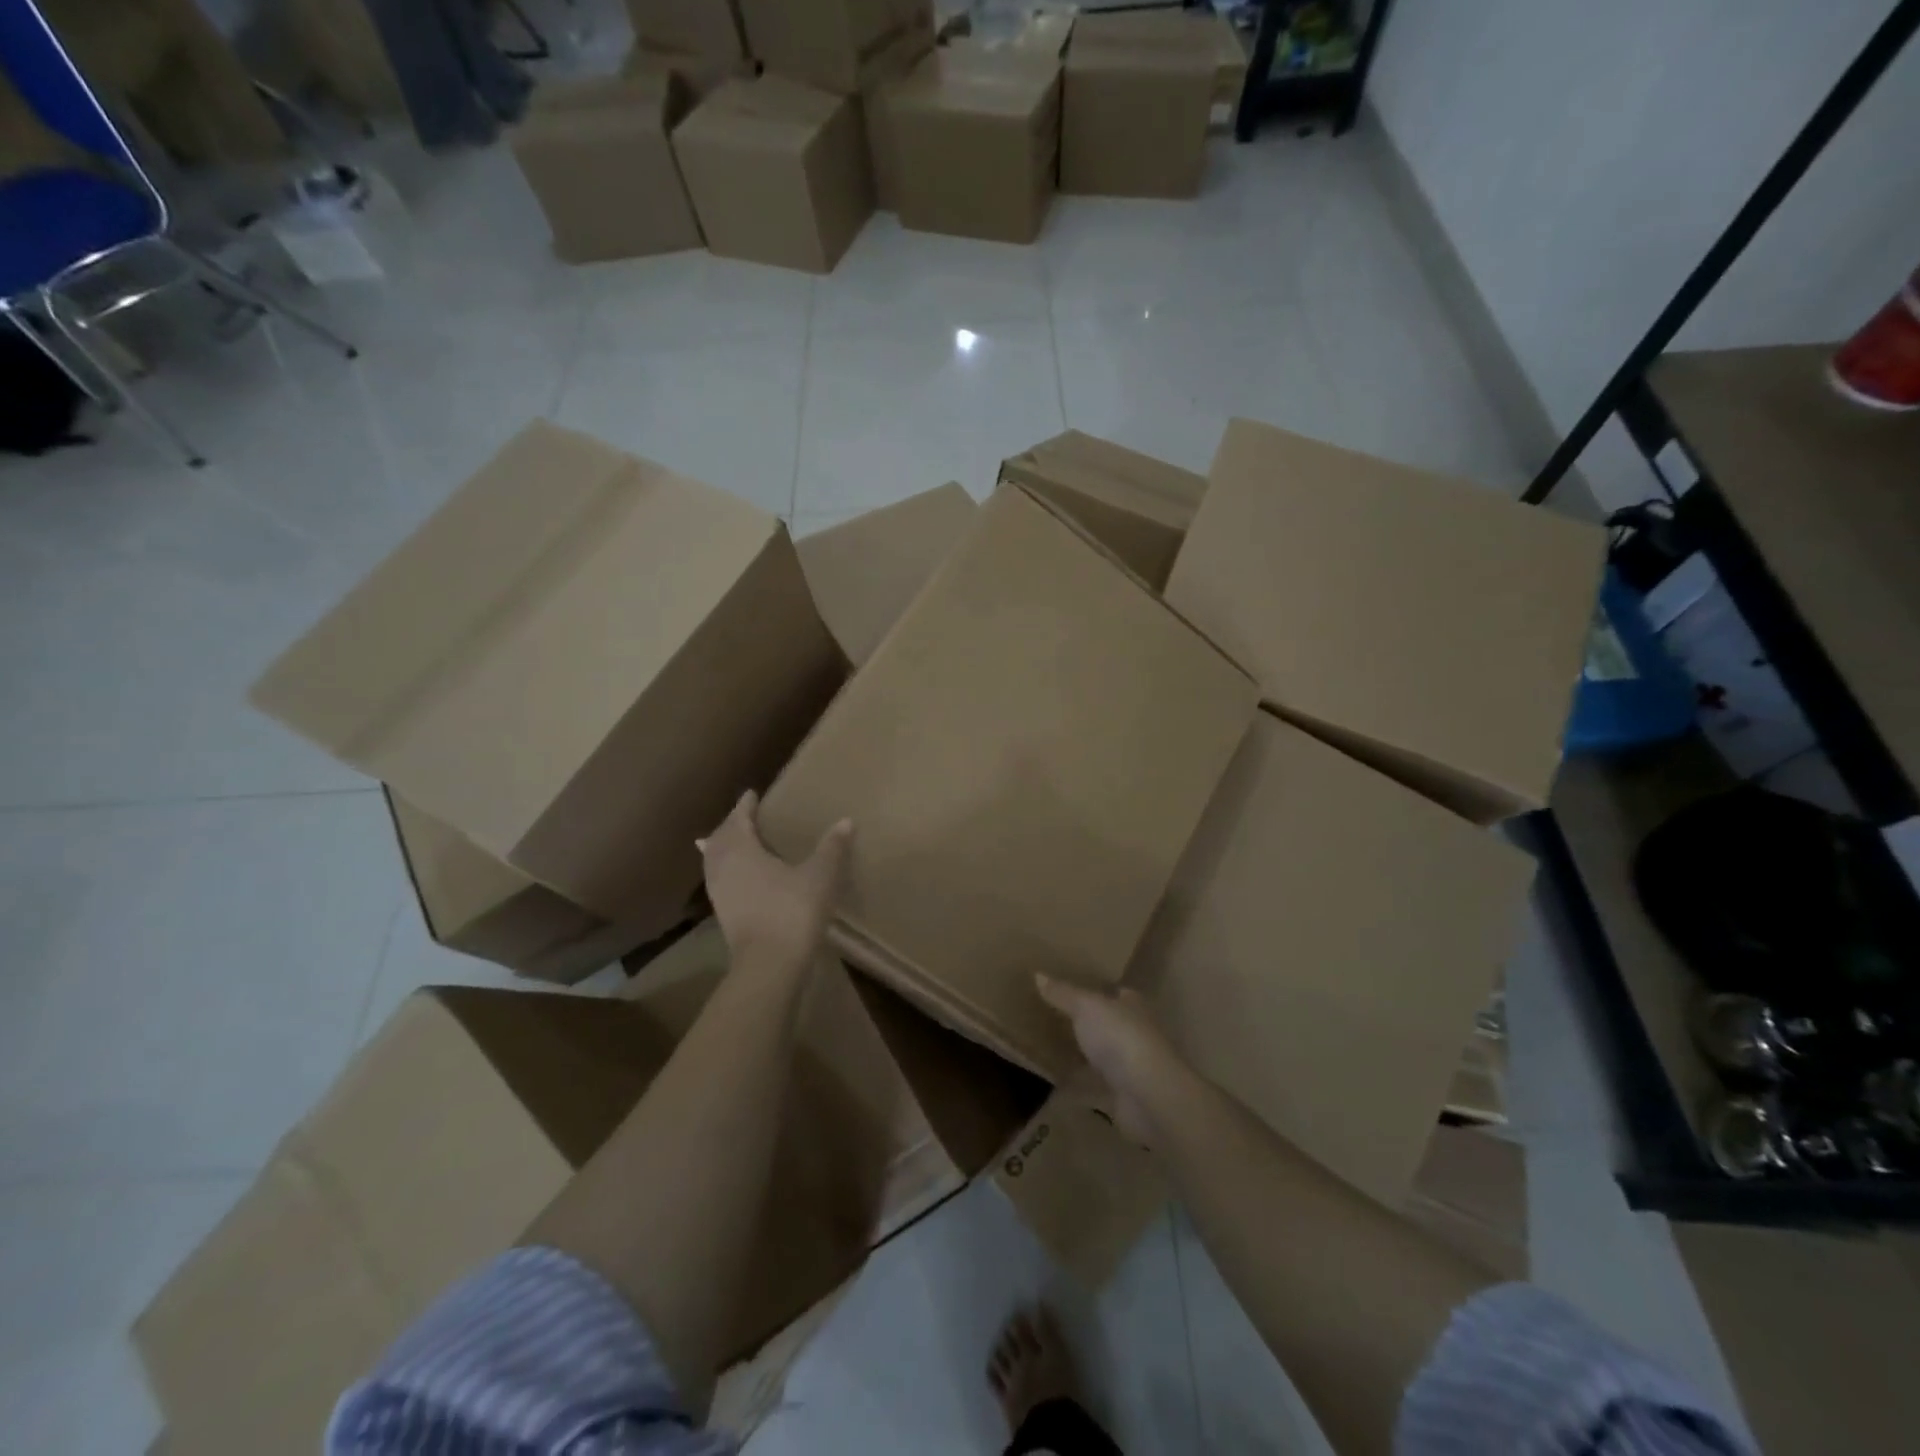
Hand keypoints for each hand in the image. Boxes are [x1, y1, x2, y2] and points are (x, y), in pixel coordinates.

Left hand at [698, 791, 851, 967]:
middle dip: (732, 824)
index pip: (738, 818)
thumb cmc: (792, 911)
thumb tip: (846, 821)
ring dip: (725, 847)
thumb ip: (832, 847)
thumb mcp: (820, 875)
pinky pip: (720, 879)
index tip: (752, 794)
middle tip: (747, 815)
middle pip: (720, 838)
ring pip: (715, 860)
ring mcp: (719, 893)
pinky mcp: (723, 914)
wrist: (769, 965)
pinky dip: (727, 869)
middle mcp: (723, 866)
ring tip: (738, 841)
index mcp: (741, 849)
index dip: (745, 805)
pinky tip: (740, 876)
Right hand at [1035, 976, 1182, 1144]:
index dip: (1101, 992)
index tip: (1076, 992)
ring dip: (1085, 1057)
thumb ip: (1063, 993)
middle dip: (1090, 1025)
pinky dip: (1080, 1087)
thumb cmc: (1119, 1037)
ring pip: (1103, 1057)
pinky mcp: (1124, 1096)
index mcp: (1133, 1007)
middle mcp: (1136, 1034)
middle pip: (1110, 1026)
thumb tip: (1038, 975)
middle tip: (1056, 1020)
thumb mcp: (1086, 1007)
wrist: (1147, 1094)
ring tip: (1051, 1050)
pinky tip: (1057, 1084)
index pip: (1119, 995)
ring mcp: (1132, 1067)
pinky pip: (1096, 1087)